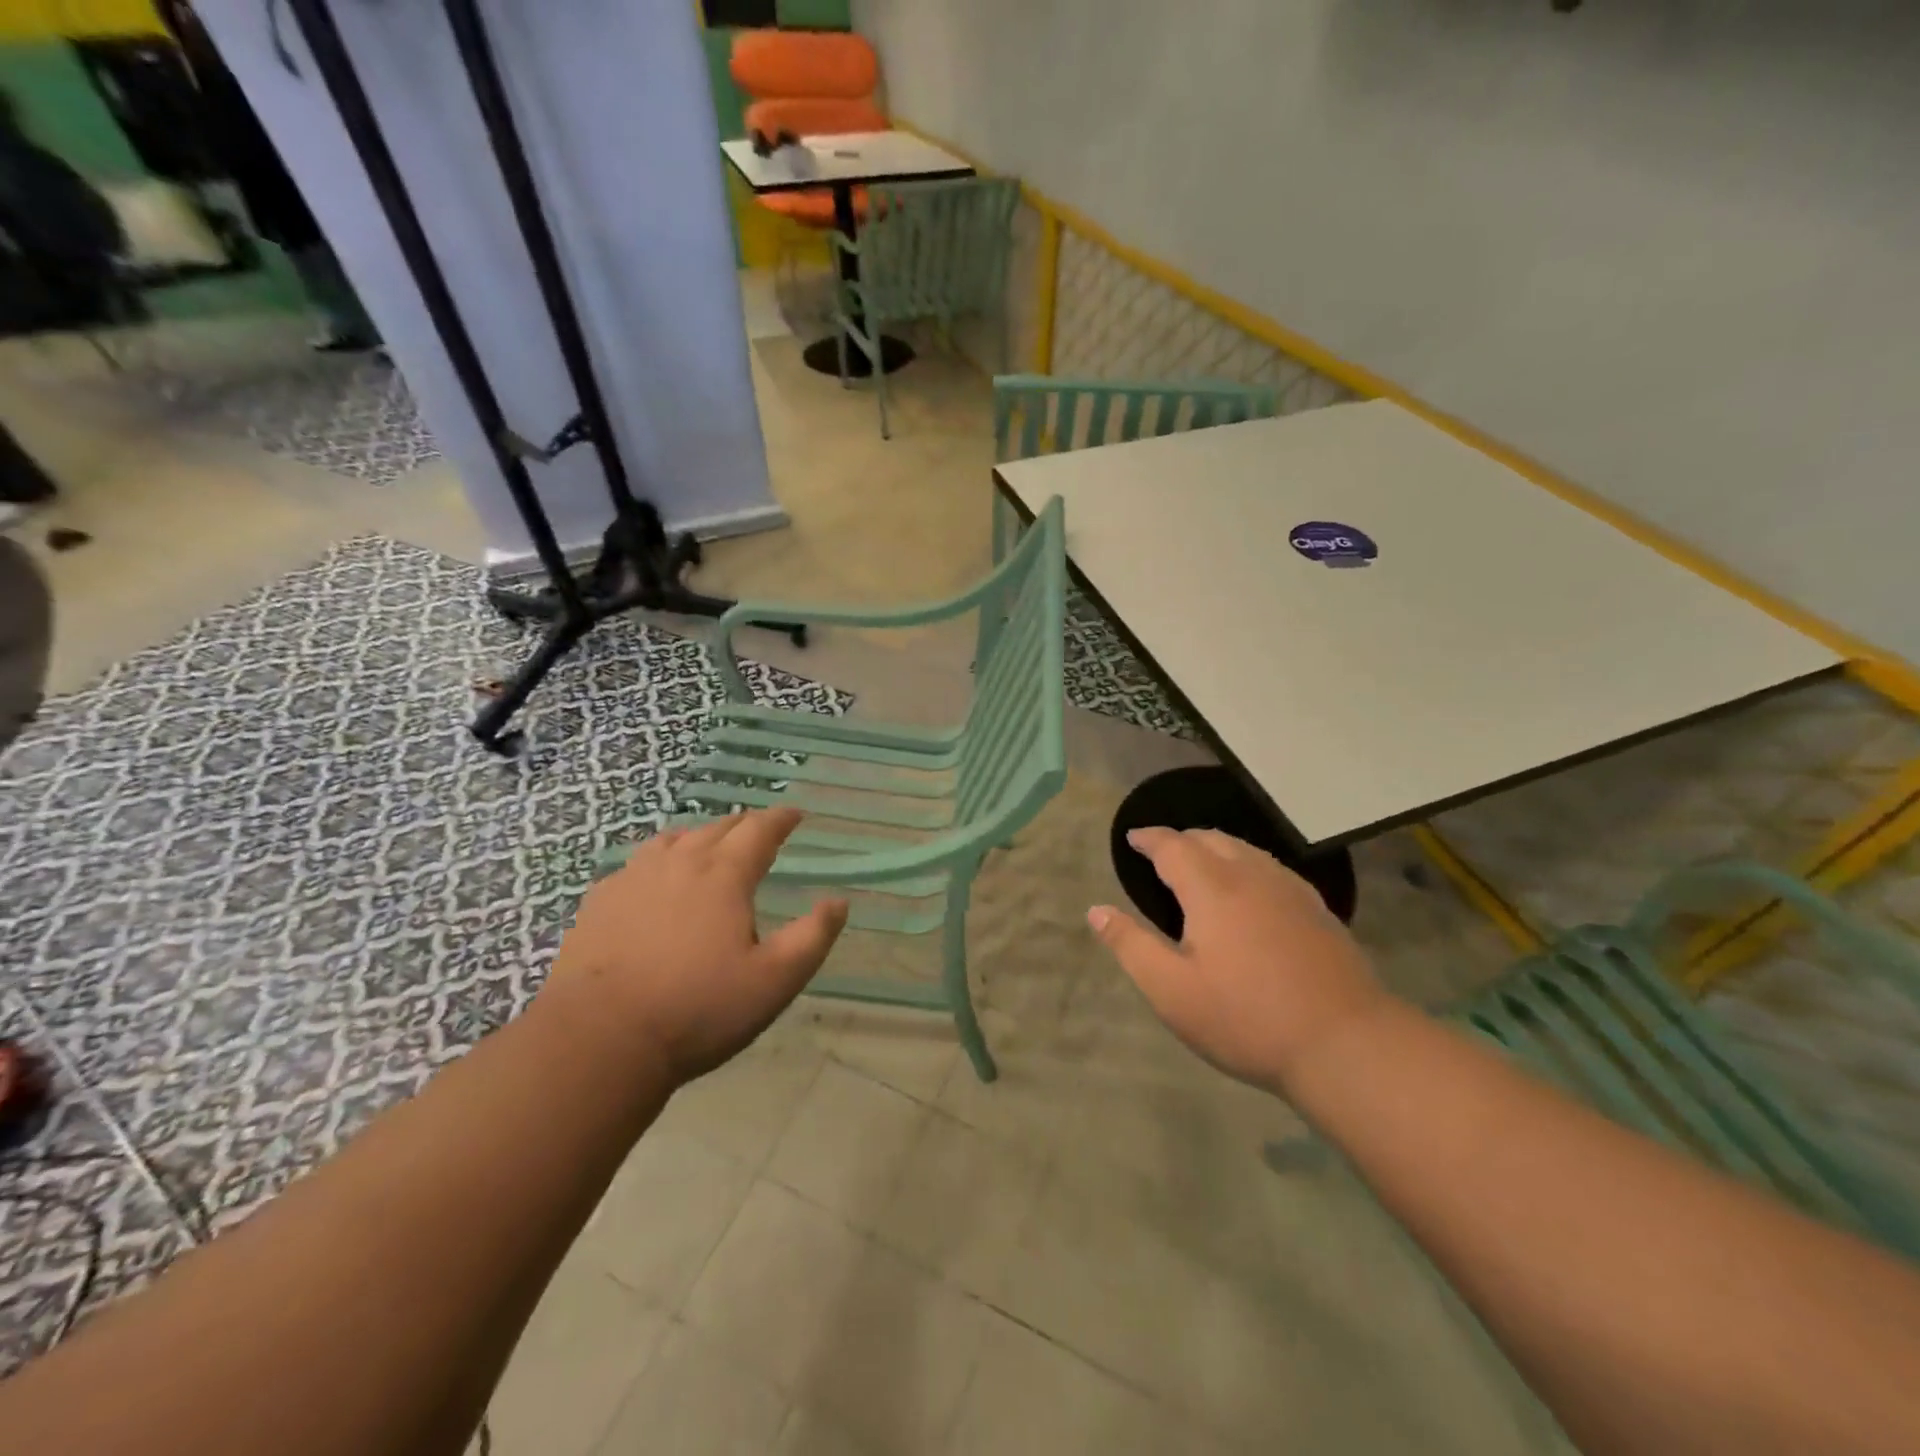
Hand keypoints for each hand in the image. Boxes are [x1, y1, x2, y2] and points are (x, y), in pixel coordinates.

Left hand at [544, 809, 847, 1086]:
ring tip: (709, 846)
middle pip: (718, 828)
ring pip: (674, 839)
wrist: (600, 1039)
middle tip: (759, 832)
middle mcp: (680, 862)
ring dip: (700, 836)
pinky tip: (656, 880)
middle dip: (744, 825)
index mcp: (725, 875)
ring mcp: (633, 878)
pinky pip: (638, 863)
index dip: (781, 819)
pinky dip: (660, 860)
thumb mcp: (775, 980)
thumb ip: (813, 936)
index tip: (795, 814)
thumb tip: (839, 901)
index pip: (760, 830)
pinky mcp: (600, 901)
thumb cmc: (699, 1008)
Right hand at [1088, 827, 1390, 1093]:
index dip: (1149, 838)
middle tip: (1161, 854)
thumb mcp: (1171, 991)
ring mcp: (1290, 890)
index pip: (1173, 846)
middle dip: (1181, 839)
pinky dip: (1246, 864)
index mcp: (1212, 888)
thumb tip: (1096, 910)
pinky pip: (1271, 868)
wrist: (1346, 1044)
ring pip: (1245, 850)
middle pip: (1211, 839)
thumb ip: (1130, 945)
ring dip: (1215, 848)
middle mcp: (1251, 876)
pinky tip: (1249, 890)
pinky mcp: (1317, 910)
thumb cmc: (1246, 1019)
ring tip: (1200, 865)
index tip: (1132, 838)